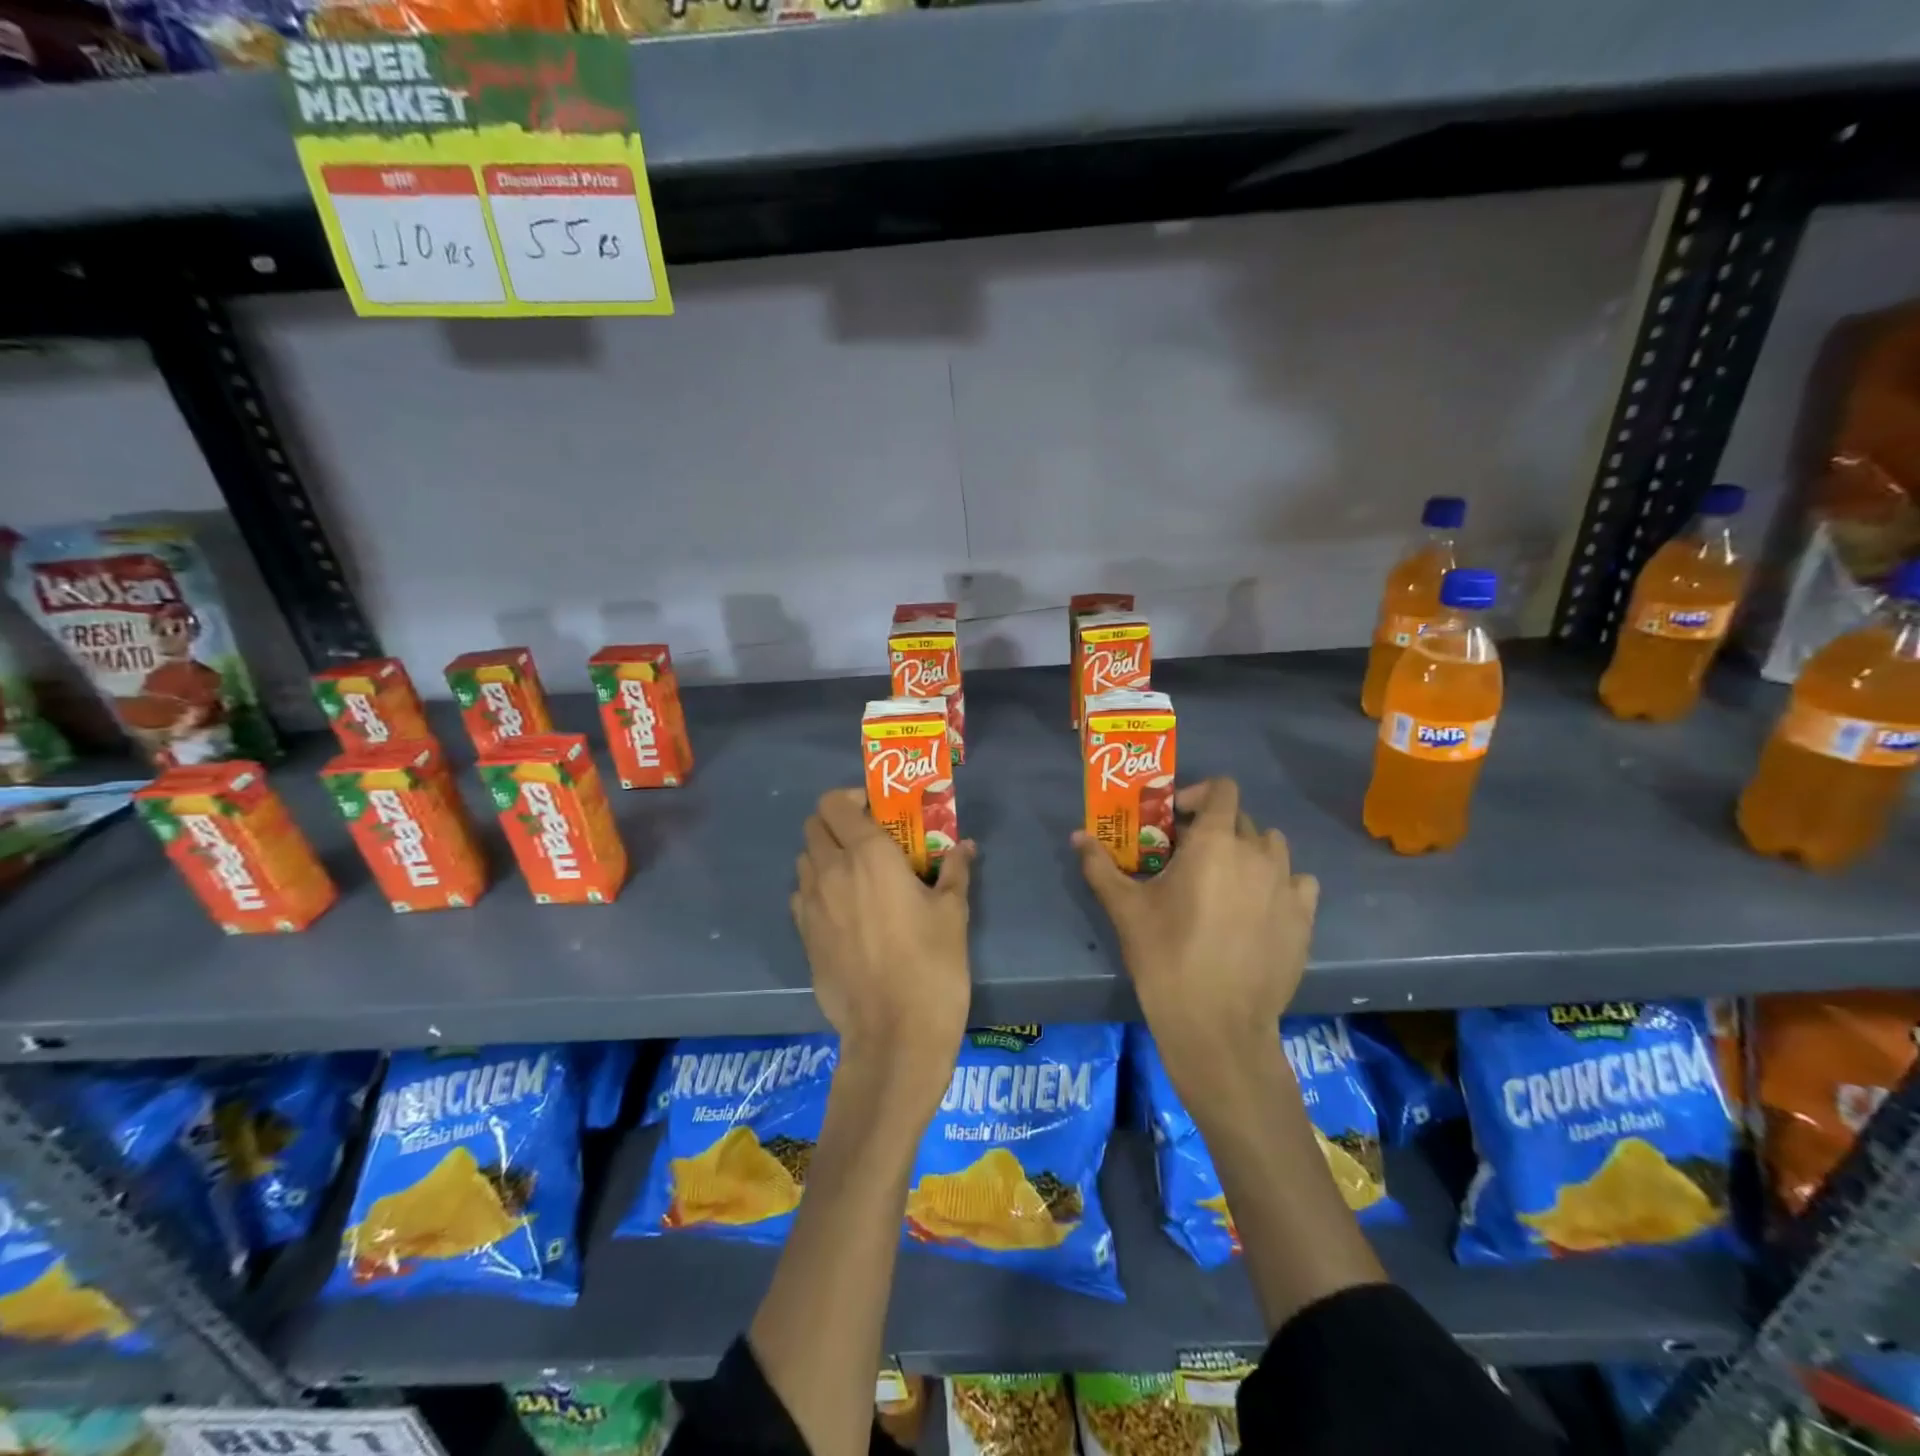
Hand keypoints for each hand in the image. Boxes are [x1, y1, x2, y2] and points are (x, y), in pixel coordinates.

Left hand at [792, 788, 975, 1095]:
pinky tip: (844, 909)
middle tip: (869, 839)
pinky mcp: (804, 937)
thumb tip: (964, 846)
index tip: (878, 810)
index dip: (852, 798)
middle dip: (837, 823)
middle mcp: (831, 871)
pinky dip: (817, 889)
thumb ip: (954, 871)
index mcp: (868, 855)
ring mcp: (811, 906)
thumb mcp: (953, 913)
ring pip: (805, 860)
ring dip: (825, 855)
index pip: (835, 803)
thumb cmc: (932, 965)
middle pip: (813, 826)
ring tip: (857, 874)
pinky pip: (802, 896)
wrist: (894, 1035)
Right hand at [1074, 778, 1317, 1084]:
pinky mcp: (1305, 918)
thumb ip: (1100, 865)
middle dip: (1214, 828)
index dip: (1197, 794)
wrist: (1216, 1024)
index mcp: (1215, 842)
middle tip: (1187, 858)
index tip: (1174, 820)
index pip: (1221, 789)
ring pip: (1272, 847)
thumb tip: (1077, 836)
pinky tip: (1259, 907)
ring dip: (1248, 851)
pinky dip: (1279, 882)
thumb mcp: (1125, 908)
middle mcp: (1257, 853)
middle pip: (1241, 818)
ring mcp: (1287, 886)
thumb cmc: (1165, 956)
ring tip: (1225, 880)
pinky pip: (1297, 881)